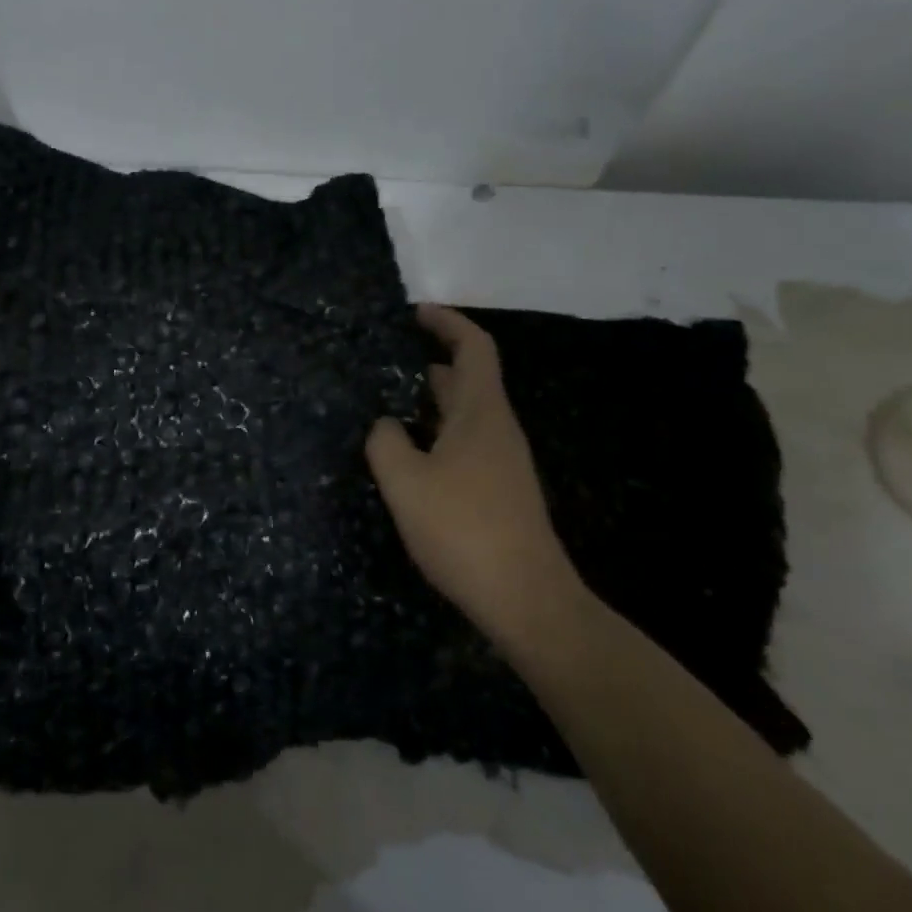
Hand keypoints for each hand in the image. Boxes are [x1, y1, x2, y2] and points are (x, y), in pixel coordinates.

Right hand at [367, 304, 585, 654]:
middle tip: (391, 359)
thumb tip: (386, 425)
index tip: (416, 312)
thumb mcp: (406, 483)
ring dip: (434, 400)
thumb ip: (385, 443)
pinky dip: (439, 431)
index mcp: (481, 413)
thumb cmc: (463, 530)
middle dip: (435, 360)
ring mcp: (502, 461)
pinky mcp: (499, 491)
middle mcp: (497, 429)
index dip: (448, 322)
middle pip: (471, 378)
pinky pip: (466, 442)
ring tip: (392, 402)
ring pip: (467, 413)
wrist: (525, 599)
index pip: (474, 348)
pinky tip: (412, 454)